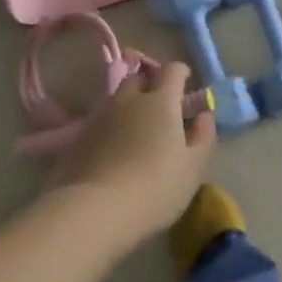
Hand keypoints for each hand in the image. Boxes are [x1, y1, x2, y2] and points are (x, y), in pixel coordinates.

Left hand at [46, 61, 216, 240]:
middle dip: (151, 87)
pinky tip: (113, 151)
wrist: (95, 211)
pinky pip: (100, 121)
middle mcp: (128, 99)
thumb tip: (204, 115)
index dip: (181, 74)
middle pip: (139, 79)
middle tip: (161, 110)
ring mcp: (99, 116)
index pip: (172, 70)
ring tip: (136, 132)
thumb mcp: (194, 167)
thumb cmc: (155, 187)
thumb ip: (204, 136)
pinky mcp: (78, 137)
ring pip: (116, 100)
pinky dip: (110, 127)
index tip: (186, 87)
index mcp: (160, 101)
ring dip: (128, 107)